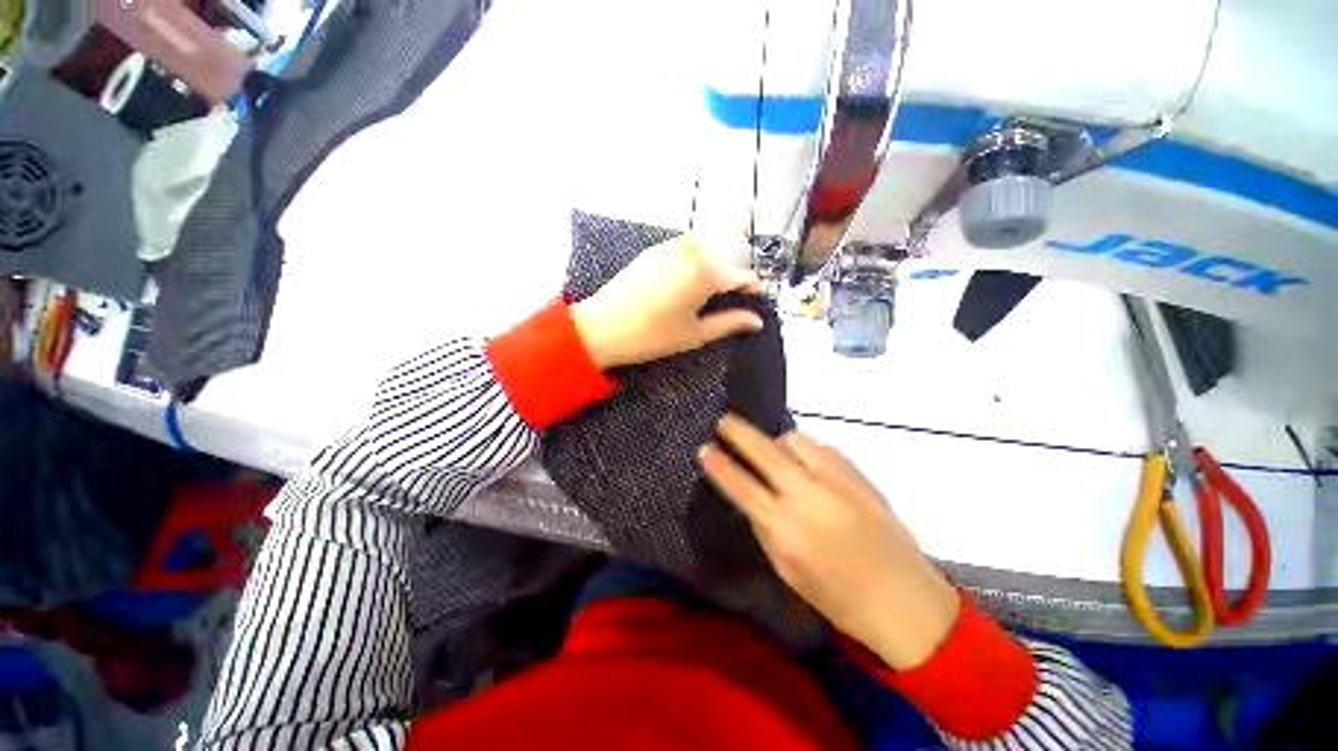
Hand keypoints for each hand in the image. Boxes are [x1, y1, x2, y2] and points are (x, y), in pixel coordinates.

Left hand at [570, 235, 763, 368]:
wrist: (602, 327)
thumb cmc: (652, 336)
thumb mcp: (694, 334)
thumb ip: (729, 323)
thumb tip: (756, 321)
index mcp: (705, 274)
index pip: (740, 273)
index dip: (752, 283)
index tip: (757, 294)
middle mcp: (690, 252)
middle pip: (728, 242)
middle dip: (742, 256)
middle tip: (742, 279)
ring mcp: (670, 247)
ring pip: (707, 238)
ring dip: (722, 249)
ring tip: (723, 272)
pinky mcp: (654, 250)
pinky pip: (686, 242)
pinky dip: (700, 250)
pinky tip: (697, 268)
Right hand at [699, 414, 959, 670]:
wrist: (905, 598)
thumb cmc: (839, 597)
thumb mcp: (787, 570)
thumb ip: (766, 528)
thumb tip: (754, 496)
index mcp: (786, 528)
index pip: (741, 486)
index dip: (719, 465)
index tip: (704, 448)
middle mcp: (808, 495)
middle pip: (765, 451)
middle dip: (739, 432)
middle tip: (725, 421)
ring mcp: (836, 480)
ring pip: (796, 440)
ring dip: (780, 443)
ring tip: (779, 454)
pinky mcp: (859, 475)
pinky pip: (822, 449)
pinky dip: (809, 452)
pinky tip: (812, 468)